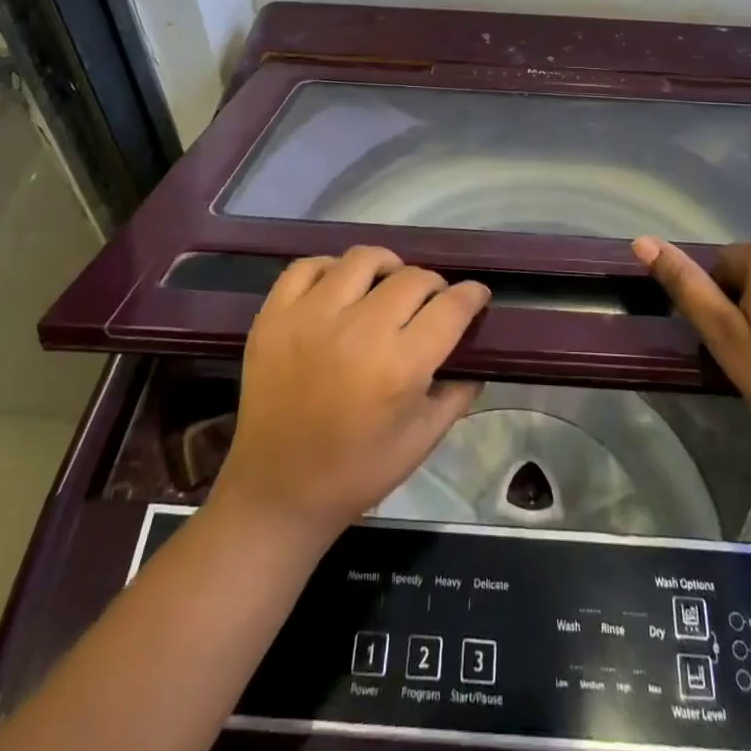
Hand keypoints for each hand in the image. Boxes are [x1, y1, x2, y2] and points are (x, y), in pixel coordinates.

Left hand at [211, 247, 489, 541]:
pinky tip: (339, 288)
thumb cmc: (356, 473)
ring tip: (386, 285)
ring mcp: (310, 318)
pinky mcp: (274, 316)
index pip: (450, 307)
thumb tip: (476, 360)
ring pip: (362, 259)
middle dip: (433, 285)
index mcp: (398, 367)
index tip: (475, 295)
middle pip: (412, 278)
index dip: (471, 295)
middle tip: (430, 301)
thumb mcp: (421, 441)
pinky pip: (307, 266)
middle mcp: (357, 331)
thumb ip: (456, 395)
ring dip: (386, 267)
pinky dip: (331, 269)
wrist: (276, 491)